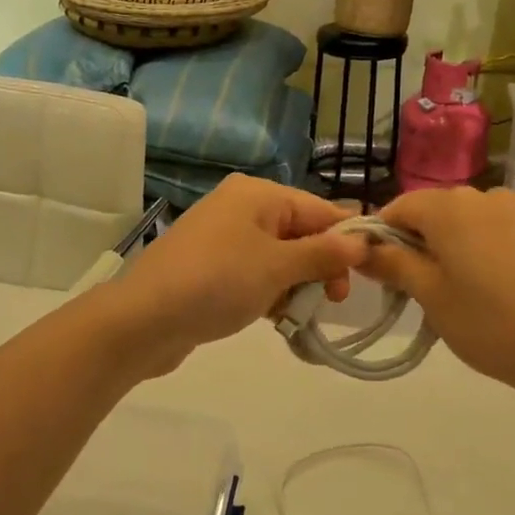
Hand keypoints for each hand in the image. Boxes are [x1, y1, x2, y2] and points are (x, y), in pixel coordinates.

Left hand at [99, 176, 368, 379]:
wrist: (144, 320)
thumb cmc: (217, 282)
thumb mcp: (277, 267)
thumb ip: (323, 253)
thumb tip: (362, 240)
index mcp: (258, 195)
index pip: (319, 209)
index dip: (347, 239)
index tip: (370, 274)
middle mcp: (242, 208)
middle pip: (301, 233)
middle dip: (320, 266)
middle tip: (332, 301)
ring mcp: (224, 238)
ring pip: (280, 258)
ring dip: (296, 285)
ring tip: (298, 315)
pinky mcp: (212, 268)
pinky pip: (256, 274)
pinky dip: (271, 293)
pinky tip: (276, 318)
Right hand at [360, 186, 514, 404]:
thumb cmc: (491, 325)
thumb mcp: (431, 297)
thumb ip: (393, 264)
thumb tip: (362, 248)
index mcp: (452, 207)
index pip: (400, 206)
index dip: (382, 234)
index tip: (381, 270)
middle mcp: (487, 194)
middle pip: (438, 210)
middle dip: (422, 241)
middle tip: (421, 287)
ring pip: (473, 220)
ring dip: (459, 244)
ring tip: (466, 289)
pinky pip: (505, 231)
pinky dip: (492, 249)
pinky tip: (504, 288)